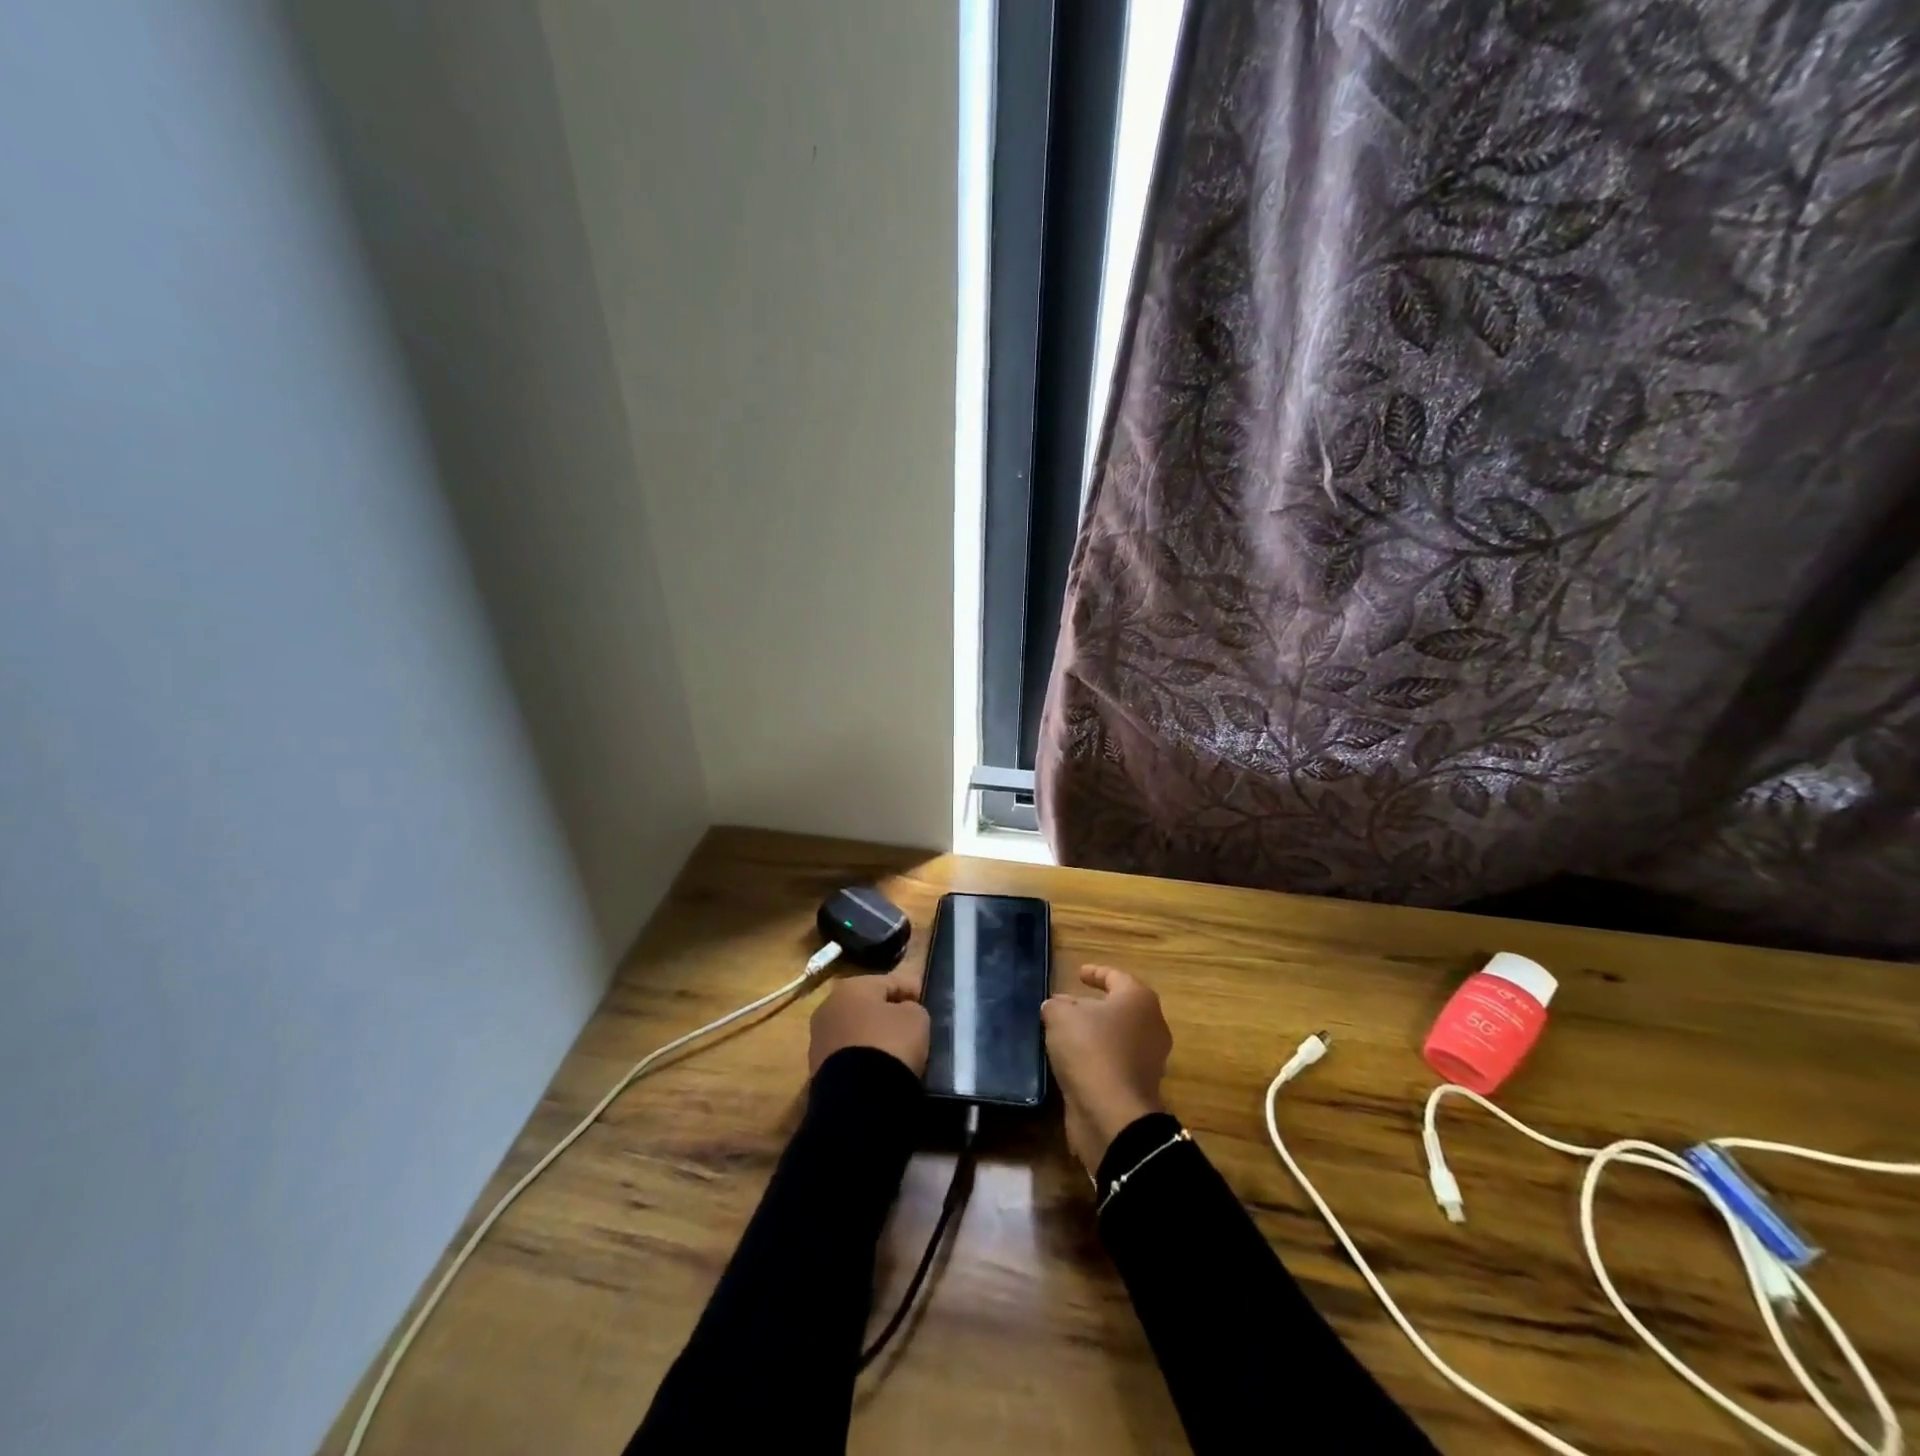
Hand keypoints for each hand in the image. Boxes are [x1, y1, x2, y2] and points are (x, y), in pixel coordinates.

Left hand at [808, 965, 929, 1076]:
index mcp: (852, 986)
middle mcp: (829, 1006)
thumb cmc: (889, 1044)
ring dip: (871, 1035)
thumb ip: (912, 1008)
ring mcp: (819, 1038)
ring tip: (892, 1049)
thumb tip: (903, 1013)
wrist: (858, 1098)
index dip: (910, 989)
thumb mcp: (916, 1018)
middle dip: (885, 1011)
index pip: (889, 981)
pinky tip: (876, 1067)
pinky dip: (861, 1056)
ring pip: (854, 1029)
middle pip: (867, 1004)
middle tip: (907, 1024)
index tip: (923, 1000)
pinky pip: (847, 1053)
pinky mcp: (816, 1067)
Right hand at [1041, 965, 1172, 1174]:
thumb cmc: (1090, 1050)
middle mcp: (1151, 1025)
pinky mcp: (1139, 1087)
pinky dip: (1096, 1058)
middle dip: (1093, 1005)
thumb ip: (1056, 1005)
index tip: (1079, 973)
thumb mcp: (1060, 1016)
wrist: (1112, 1114)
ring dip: (1094, 1034)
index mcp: (1138, 999)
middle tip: (1067, 1004)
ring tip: (1064, 1034)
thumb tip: (1056, 1007)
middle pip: (1119, 1007)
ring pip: (1118, 1036)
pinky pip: (1114, 1062)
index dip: (1096, 972)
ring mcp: (1149, 1059)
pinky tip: (1072, 1061)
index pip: (1116, 977)